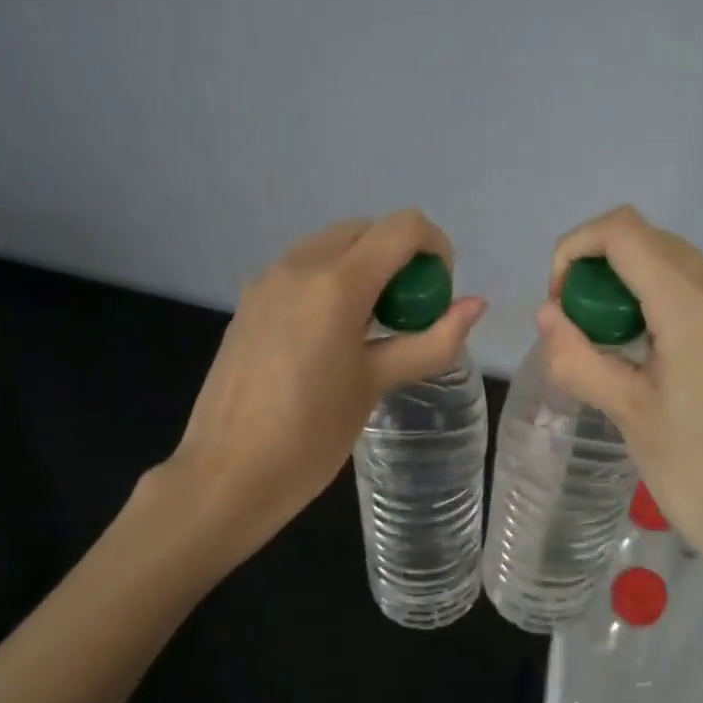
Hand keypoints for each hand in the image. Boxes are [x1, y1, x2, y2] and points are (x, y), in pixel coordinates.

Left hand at [164, 212, 485, 560]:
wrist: (226, 475)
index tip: (437, 296)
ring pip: (330, 247)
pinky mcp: (248, 303)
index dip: (435, 249)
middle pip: (365, 231)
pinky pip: (301, 271)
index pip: (402, 228)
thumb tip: (476, 306)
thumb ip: (430, 341)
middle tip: (406, 317)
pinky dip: (329, 284)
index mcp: (336, 283)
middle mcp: (298, 266)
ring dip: (363, 269)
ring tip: (369, 331)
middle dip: (398, 259)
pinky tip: (328, 340)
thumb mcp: (376, 385)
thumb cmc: (311, 435)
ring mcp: (266, 281)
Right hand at [535, 206, 702, 625]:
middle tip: (586, 331)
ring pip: (690, 274)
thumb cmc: (699, 477)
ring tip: (628, 356)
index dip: (577, 249)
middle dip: (606, 272)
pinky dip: (681, 316)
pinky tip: (679, 375)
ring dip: (643, 293)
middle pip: (657, 245)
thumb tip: (549, 317)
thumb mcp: (629, 416)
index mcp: (695, 309)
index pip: (624, 231)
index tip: (562, 302)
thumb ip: (580, 357)